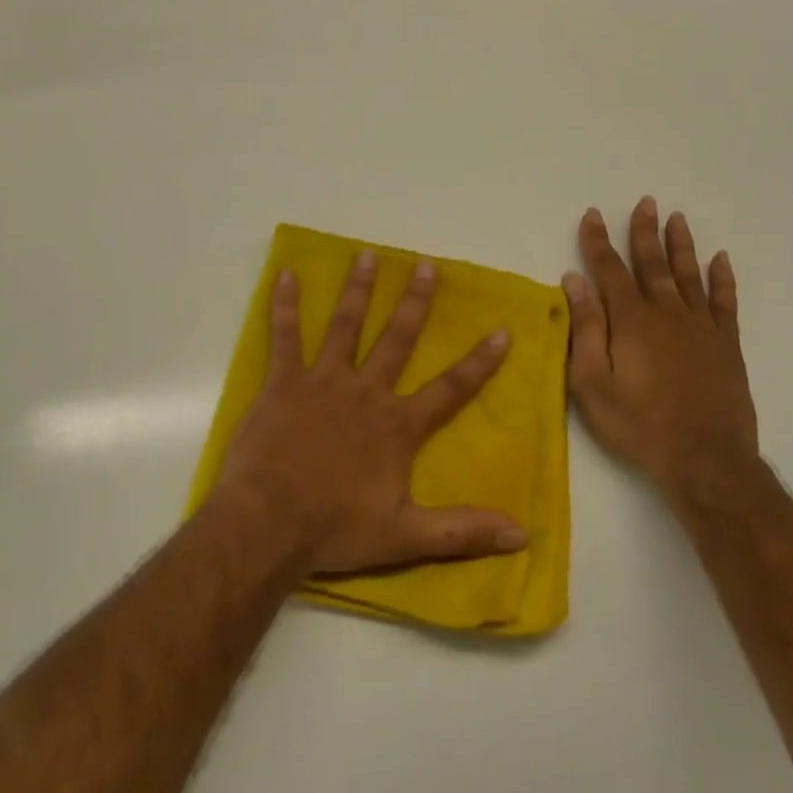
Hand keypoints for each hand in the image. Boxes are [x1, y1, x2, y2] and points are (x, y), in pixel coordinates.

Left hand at [217, 250, 528, 573]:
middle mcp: (365, 392)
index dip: (479, 362)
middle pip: (396, 339)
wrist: (269, 523)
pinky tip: (286, 275)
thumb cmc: (336, 528)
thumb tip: (523, 535)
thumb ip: (464, 532)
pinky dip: (285, 305)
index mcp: (397, 425)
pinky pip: (284, 336)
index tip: (501, 330)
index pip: (450, 388)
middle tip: (424, 265)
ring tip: (368, 255)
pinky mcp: (284, 382)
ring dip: (358, 289)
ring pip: (346, 326)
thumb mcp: (407, 537)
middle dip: (414, 301)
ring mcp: (323, 381)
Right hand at [564, 199, 760, 511]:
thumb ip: (585, 327)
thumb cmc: (637, 422)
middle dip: (644, 231)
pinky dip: (722, 278)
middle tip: (646, 202)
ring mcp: (700, 326)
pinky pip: (725, 301)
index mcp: (630, 319)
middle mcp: (666, 312)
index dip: (598, 241)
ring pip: (689, 273)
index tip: (592, 215)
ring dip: (681, 244)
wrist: (704, 458)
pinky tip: (720, 259)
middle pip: (652, 262)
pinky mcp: (726, 344)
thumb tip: (574, 281)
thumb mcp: (591, 381)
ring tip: (677, 218)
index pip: (609, 269)